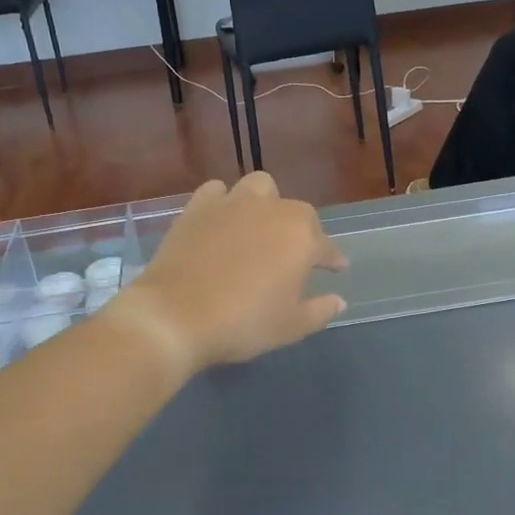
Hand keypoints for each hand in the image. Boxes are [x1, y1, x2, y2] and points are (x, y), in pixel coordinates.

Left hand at [111, 174, 347, 376]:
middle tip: (293, 256)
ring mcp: (233, 203)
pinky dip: (223, 201)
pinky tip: (221, 219)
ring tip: (259, 226)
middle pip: (296, 212)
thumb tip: (339, 301)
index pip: (326, 247)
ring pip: (259, 188)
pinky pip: (217, 191)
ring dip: (266, 203)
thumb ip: (319, 310)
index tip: (336, 269)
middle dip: (300, 230)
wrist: (175, 315)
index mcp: (302, 236)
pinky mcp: (198, 207)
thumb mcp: (290, 326)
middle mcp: (272, 210)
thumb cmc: (243, 322)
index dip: (332, 259)